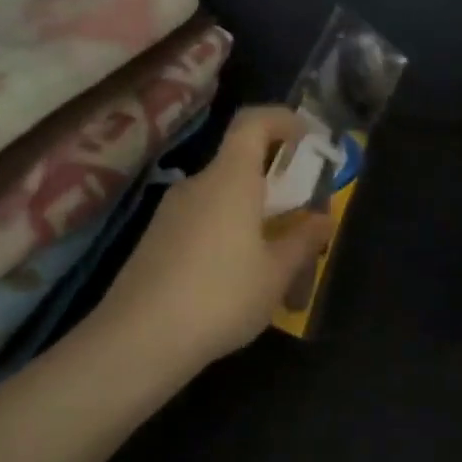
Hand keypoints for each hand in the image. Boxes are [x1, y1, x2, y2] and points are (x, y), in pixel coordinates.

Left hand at [95, 107, 331, 368]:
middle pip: (239, 162)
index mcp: (230, 179)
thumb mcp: (276, 273)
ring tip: (276, 258)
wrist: (138, 340)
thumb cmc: (221, 297)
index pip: (254, 122)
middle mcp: (197, 185)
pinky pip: (202, 221)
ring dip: (252, 213)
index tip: (310, 142)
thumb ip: (303, 240)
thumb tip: (323, 219)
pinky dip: (228, 233)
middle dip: (276, 181)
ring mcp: (171, 212)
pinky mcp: (156, 240)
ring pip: (222, 197)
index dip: (284, 121)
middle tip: (303, 215)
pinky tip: (237, 278)